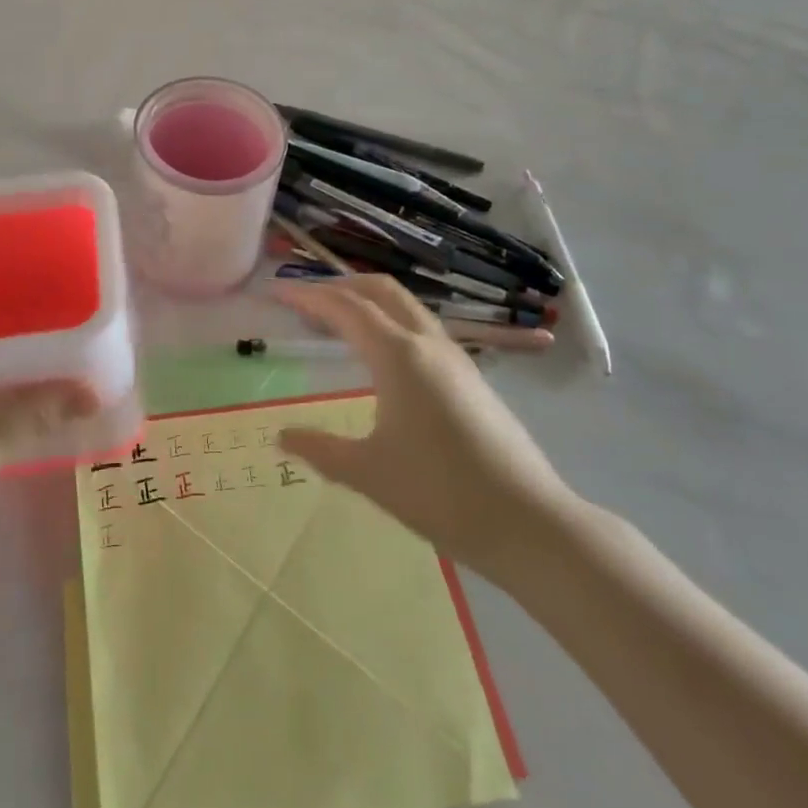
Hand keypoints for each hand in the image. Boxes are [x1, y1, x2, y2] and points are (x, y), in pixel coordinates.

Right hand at [273, 275, 577, 584]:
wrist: (529, 523)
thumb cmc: (441, 493)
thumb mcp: (368, 474)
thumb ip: (320, 450)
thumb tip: (281, 437)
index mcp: (398, 355)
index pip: (345, 307)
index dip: (308, 296)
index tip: (277, 294)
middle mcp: (427, 343)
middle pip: (380, 290)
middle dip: (340, 285)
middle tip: (306, 299)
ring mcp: (455, 357)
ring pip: (406, 306)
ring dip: (368, 301)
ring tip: (338, 322)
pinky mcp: (471, 376)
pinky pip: (421, 328)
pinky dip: (390, 321)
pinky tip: (381, 356)